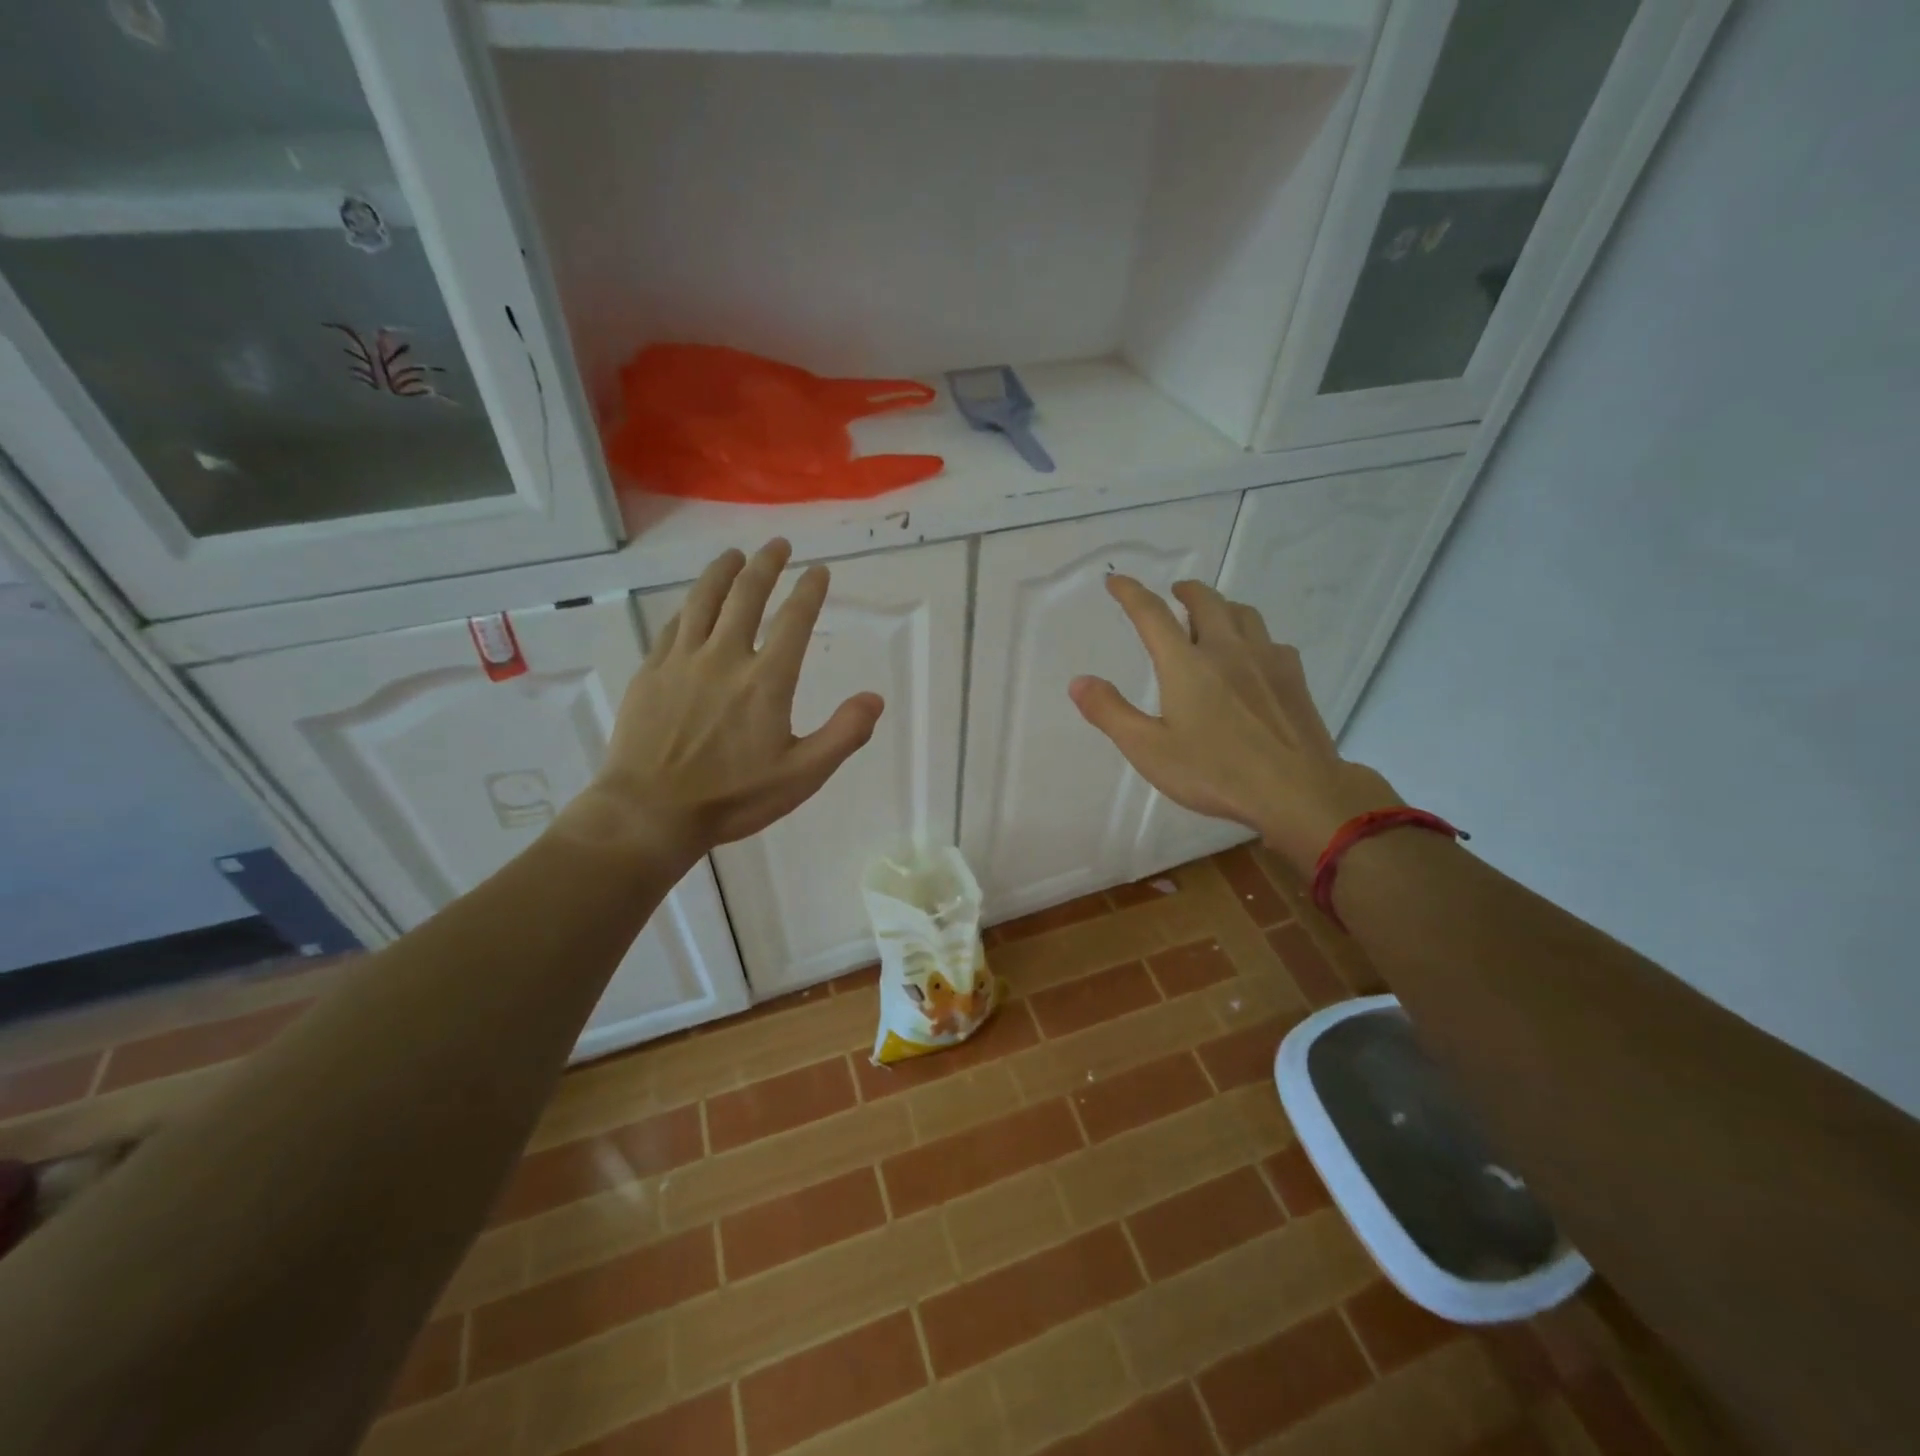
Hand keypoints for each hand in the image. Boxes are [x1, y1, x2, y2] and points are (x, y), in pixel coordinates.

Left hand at [567, 540, 883, 862]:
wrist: (650, 812)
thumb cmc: (733, 797)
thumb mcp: (802, 775)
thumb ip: (843, 735)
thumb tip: (875, 698)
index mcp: (766, 680)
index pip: (794, 621)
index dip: (809, 591)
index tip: (819, 570)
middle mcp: (724, 657)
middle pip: (746, 596)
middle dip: (766, 565)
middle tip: (777, 545)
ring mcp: (682, 661)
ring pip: (703, 600)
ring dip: (722, 572)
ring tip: (734, 554)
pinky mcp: (652, 672)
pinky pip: (673, 626)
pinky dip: (688, 607)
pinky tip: (692, 604)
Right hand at [1068, 575, 1397, 875]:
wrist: (1296, 790)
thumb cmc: (1214, 772)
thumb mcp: (1149, 750)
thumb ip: (1110, 713)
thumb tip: (1079, 681)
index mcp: (1186, 664)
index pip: (1152, 615)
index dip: (1131, 593)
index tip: (1116, 580)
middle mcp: (1227, 650)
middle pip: (1205, 601)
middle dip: (1185, 591)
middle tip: (1174, 593)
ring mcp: (1266, 660)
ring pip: (1243, 613)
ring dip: (1222, 606)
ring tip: (1212, 617)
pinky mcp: (1294, 677)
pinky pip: (1271, 640)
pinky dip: (1253, 636)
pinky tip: (1253, 657)